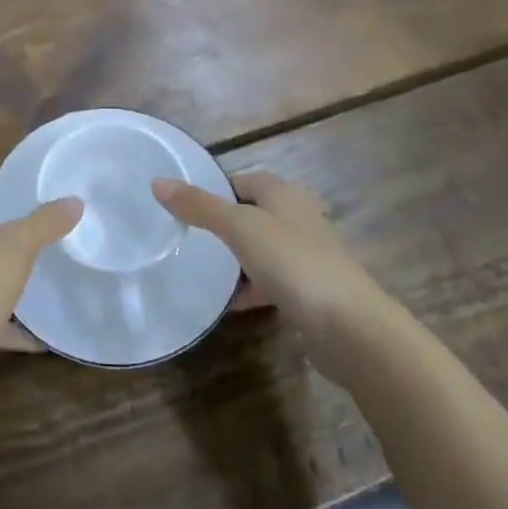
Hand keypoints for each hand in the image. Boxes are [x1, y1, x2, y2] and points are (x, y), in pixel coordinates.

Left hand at [0, 185, 80, 404]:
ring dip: (8, 278)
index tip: (35, 199)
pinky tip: (37, 336)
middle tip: (48, 236)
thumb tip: (74, 200)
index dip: (3, 192)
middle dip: (11, 235)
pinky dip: (7, 322)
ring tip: (46, 278)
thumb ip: (46, 222)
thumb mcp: (17, 248)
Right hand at [153, 171, 377, 378]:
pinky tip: (227, 303)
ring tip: (197, 270)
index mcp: (283, 194)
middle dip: (220, 226)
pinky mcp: (308, 292)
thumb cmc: (294, 263)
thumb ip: (199, 206)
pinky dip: (249, 288)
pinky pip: (270, 281)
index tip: (181, 208)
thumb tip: (157, 182)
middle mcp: (297, 218)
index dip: (212, 190)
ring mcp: (305, 256)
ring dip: (233, 259)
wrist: (350, 328)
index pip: (240, 180)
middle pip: (249, 215)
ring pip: (259, 250)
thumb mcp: (240, 228)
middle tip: (183, 239)